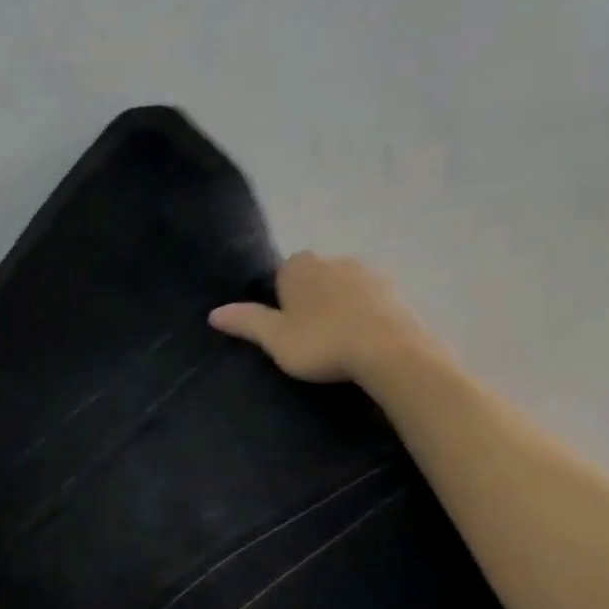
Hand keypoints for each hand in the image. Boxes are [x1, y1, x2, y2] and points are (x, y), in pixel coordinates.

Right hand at [209, 252, 429, 384]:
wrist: (388, 350)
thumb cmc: (322, 342)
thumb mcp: (275, 339)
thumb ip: (246, 322)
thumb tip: (214, 312)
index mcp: (300, 265)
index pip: (282, 276)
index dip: (283, 302)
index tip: (287, 330)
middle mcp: (333, 259)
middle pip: (315, 279)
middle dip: (312, 302)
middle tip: (311, 340)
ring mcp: (368, 272)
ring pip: (344, 288)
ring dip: (340, 308)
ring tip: (339, 343)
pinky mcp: (395, 290)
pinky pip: (371, 301)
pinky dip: (365, 316)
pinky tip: (365, 341)